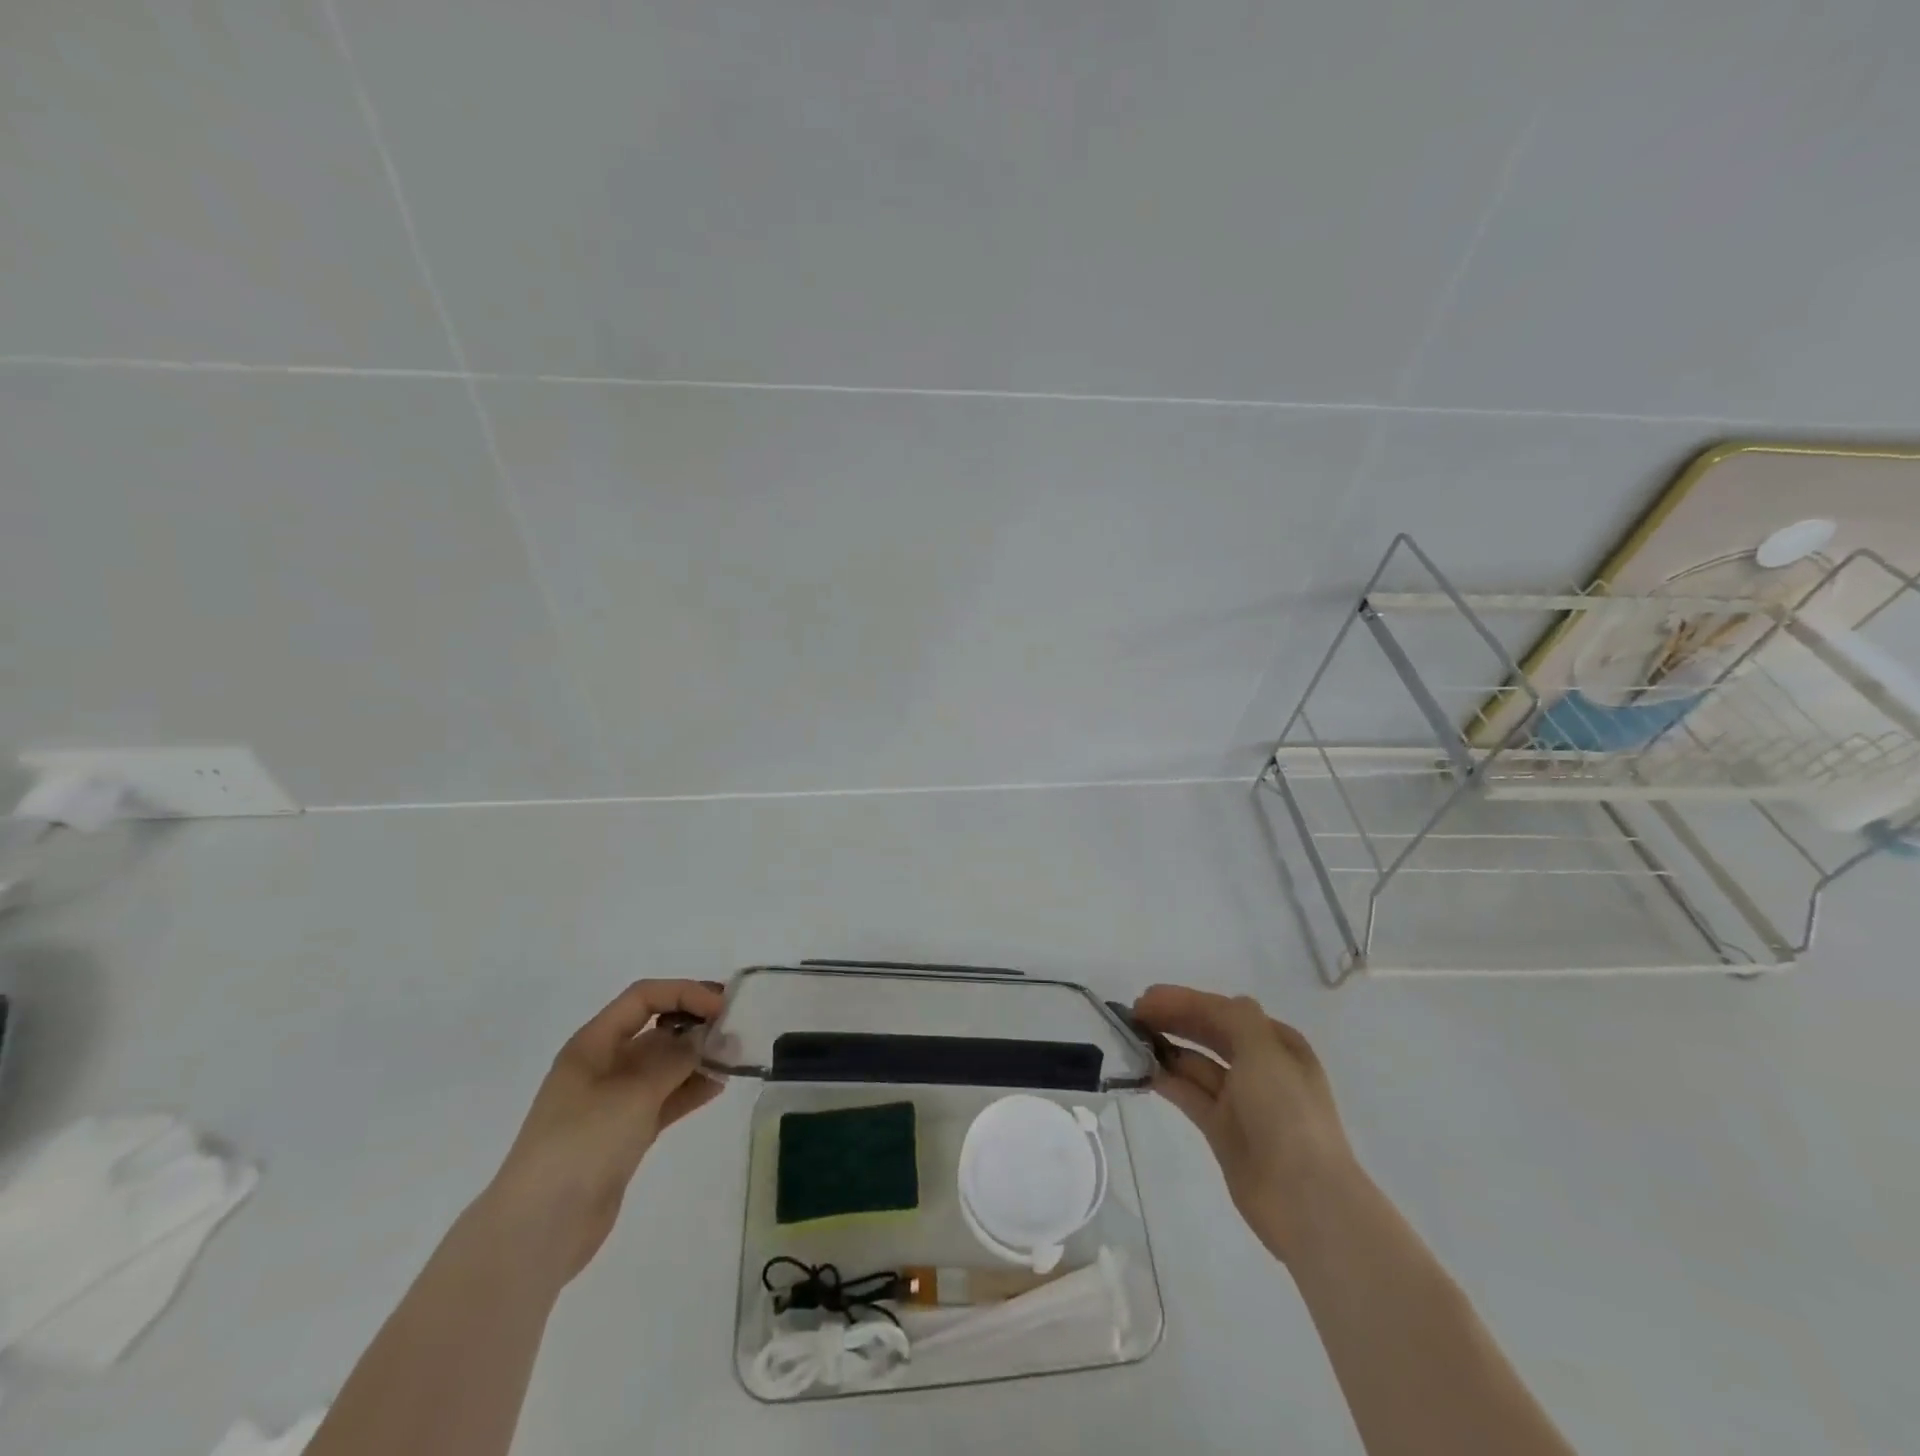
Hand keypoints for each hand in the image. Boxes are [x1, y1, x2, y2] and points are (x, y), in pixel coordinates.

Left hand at [481, 979, 726, 1284]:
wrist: (538, 1231)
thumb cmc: (581, 1145)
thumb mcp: (633, 1094)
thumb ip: (675, 1059)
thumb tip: (706, 1034)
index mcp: (593, 1044)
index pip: (644, 998)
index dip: (684, 993)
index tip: (722, 1006)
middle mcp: (603, 1065)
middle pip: (655, 1028)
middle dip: (694, 1023)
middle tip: (736, 1029)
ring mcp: (614, 1101)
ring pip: (664, 1065)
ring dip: (697, 1057)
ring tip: (734, 1059)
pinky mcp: (625, 1133)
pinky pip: (665, 1098)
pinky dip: (689, 1089)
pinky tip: (718, 1087)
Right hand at [1133, 985, 1355, 1264]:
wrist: (1304, 1197)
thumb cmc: (1287, 1112)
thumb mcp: (1264, 1050)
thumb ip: (1232, 1017)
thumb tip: (1205, 1006)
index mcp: (1277, 1044)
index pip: (1223, 1011)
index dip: (1184, 1000)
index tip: (1145, 998)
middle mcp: (1260, 1067)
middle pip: (1209, 1033)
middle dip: (1173, 1019)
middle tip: (1133, 1015)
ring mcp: (1241, 1101)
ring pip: (1196, 1064)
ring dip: (1166, 1048)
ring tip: (1131, 1040)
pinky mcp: (1223, 1130)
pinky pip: (1189, 1094)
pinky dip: (1167, 1080)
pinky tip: (1143, 1071)